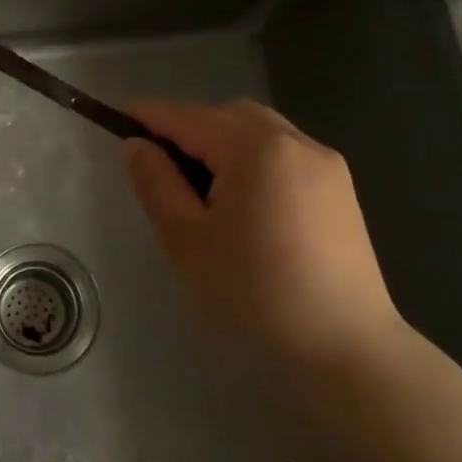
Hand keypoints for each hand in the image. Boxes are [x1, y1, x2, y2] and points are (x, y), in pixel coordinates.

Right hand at [122, 98, 402, 368]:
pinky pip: (283, 151)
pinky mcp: (339, 188)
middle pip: (227, 115)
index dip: (149, 114)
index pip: (188, 117)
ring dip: (221, 140)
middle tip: (158, 164)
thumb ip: (156, 183)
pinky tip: (242, 199)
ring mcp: (324, 163)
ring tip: (199, 184)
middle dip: (188, 127)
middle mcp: (295, 142)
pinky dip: (252, 156)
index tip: (117, 117)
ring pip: (258, 129)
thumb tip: (136, 145)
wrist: (344, 347)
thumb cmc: (254, 294)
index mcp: (255, 150)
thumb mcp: (186, 240)